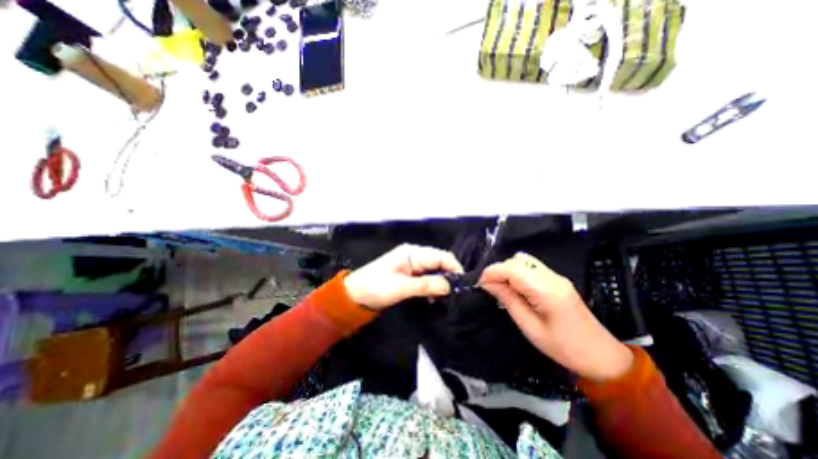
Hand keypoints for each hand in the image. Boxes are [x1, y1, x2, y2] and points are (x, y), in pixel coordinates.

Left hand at [343, 244, 462, 311]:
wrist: (354, 295)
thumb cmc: (375, 287)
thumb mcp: (401, 287)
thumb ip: (426, 285)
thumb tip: (450, 286)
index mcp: (413, 253)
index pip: (441, 256)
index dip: (454, 268)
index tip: (462, 285)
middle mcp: (415, 256)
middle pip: (440, 262)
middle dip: (449, 276)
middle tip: (455, 294)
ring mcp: (413, 265)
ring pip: (435, 271)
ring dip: (441, 283)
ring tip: (445, 298)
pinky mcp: (410, 275)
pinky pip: (427, 278)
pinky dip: (433, 287)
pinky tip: (434, 298)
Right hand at [481, 253, 630, 381]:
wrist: (602, 356)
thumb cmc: (564, 348)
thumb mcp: (530, 328)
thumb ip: (508, 301)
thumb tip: (488, 285)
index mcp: (546, 290)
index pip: (511, 269)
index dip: (491, 273)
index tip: (480, 285)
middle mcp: (551, 277)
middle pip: (517, 260)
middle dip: (498, 271)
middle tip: (490, 289)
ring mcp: (556, 276)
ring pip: (523, 260)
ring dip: (507, 270)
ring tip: (501, 288)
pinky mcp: (557, 280)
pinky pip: (531, 267)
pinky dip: (517, 273)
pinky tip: (514, 287)